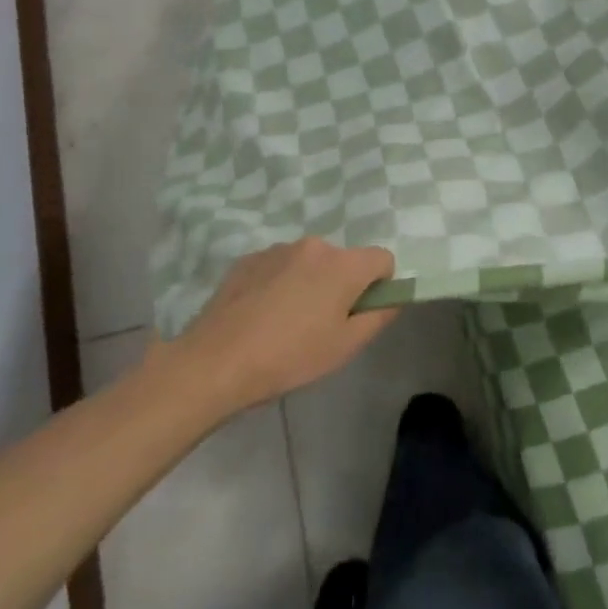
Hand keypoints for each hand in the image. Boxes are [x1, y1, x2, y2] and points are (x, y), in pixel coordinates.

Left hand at [140, 238, 398, 418]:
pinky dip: (280, 284)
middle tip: (321, 325)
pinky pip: (279, 267)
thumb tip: (393, 297)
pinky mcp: (247, 260)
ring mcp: (277, 249)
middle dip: (341, 285)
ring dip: (309, 283)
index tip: (359, 314)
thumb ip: (380, 315)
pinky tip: (261, 316)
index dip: (379, 286)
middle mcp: (314, 246)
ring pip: (310, 263)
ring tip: (286, 323)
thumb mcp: (346, 346)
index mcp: (344, 264)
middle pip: (344, 261)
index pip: (382, 259)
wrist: (214, 362)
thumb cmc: (290, 357)